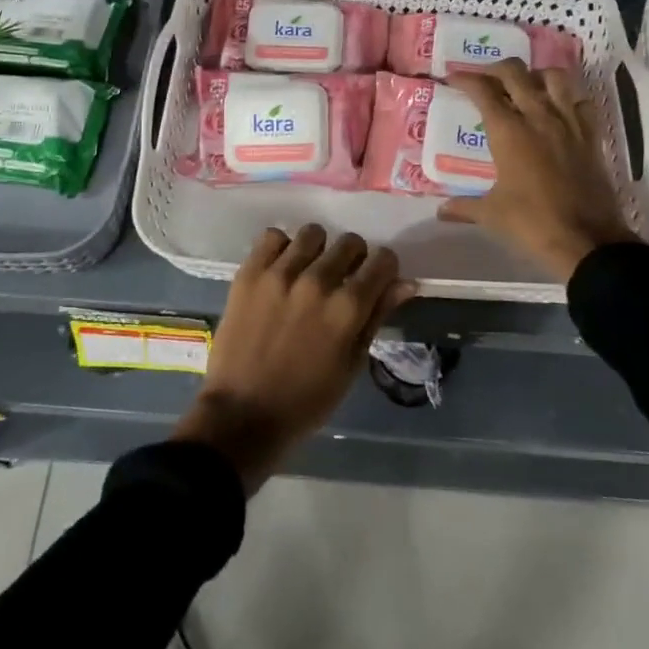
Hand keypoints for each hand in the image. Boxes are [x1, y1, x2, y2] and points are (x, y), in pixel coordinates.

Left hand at [173, 225, 414, 491]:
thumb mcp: (352, 364)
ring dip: (318, 250)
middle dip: (353, 258)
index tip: (376, 279)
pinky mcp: (249, 273)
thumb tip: (406, 283)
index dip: (384, 268)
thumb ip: (377, 316)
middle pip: (349, 242)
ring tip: (308, 272)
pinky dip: (281, 248)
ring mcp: (279, 274)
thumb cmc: (306, 400)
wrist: (242, 414)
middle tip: (341, 279)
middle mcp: (317, 281)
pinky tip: (281, 269)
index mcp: (347, 308)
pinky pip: (272, 237)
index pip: (382, 260)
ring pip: (313, 233)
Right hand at [441, 60, 637, 281]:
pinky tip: (559, 109)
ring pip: (553, 77)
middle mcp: (538, 117)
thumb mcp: (492, 214)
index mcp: (508, 132)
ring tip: (524, 87)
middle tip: (485, 80)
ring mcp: (569, 123)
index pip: (483, 90)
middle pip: (515, 73)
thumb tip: (441, 211)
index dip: (465, 79)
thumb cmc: (532, 223)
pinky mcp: (591, 136)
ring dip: (535, 75)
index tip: (453, 79)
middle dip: (495, 69)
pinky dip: (568, 97)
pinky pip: (581, 101)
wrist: (587, 240)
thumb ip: (464, 207)